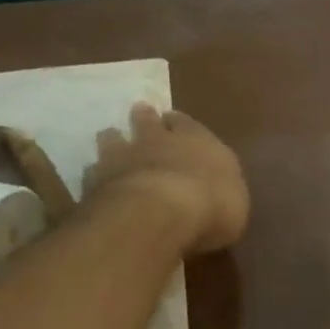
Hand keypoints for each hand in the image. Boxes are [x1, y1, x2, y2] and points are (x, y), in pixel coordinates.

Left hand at [83, 103, 248, 253]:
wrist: (159, 213)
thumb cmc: (212, 204)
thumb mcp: (236, 202)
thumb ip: (222, 190)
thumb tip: (216, 192)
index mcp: (196, 140)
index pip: (186, 123)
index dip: (179, 123)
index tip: (173, 121)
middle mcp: (157, 141)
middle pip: (145, 122)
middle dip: (144, 119)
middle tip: (139, 115)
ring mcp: (122, 157)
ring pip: (112, 139)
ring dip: (113, 141)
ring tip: (112, 141)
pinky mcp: (95, 180)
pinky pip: (93, 172)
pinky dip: (97, 175)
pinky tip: (97, 182)